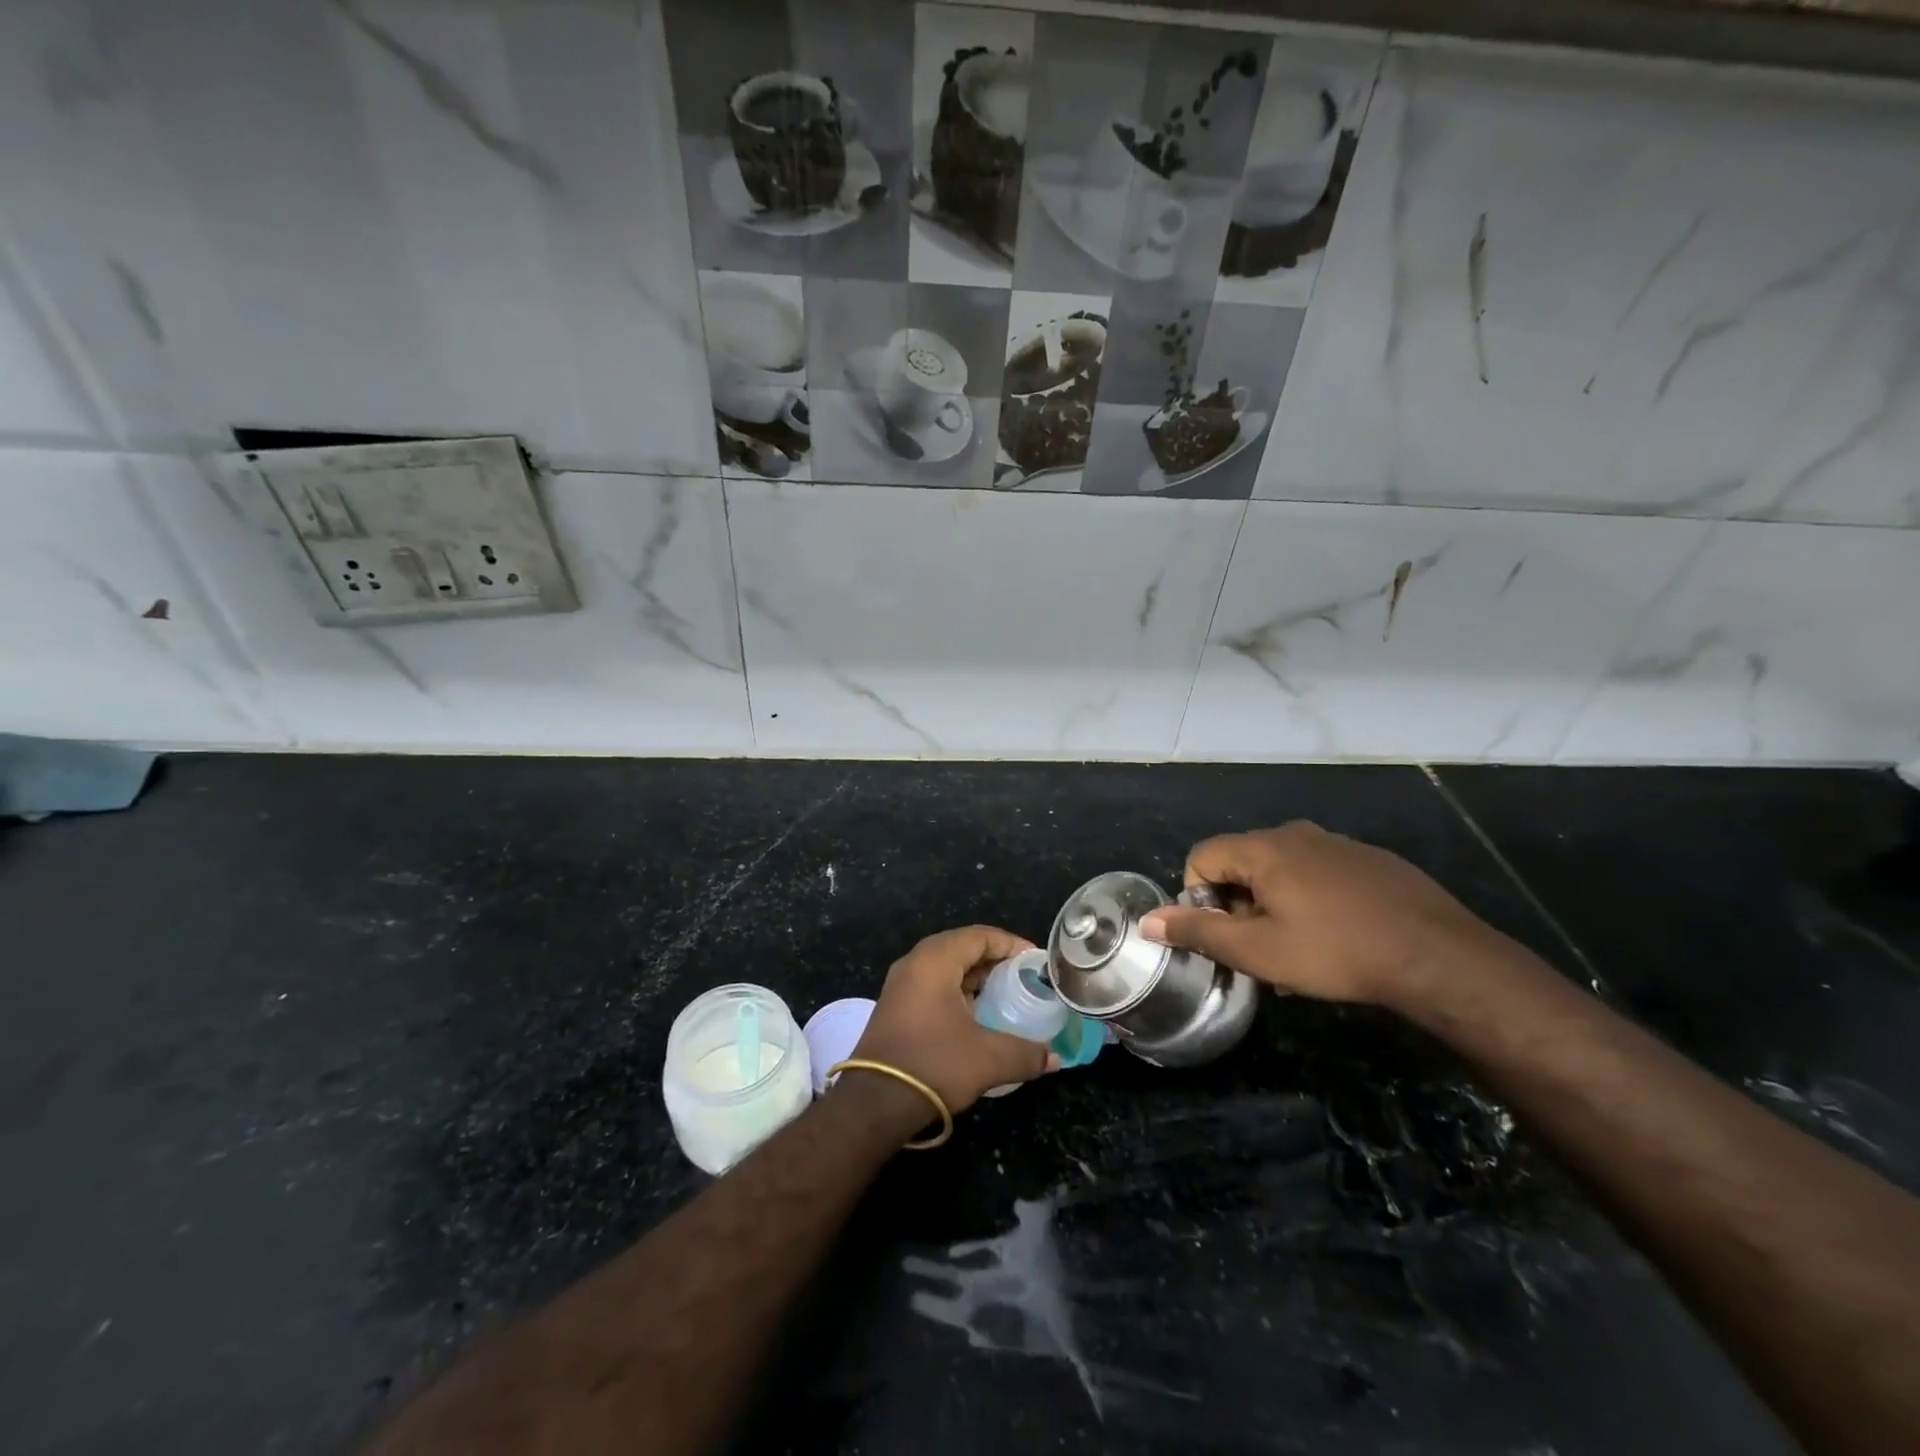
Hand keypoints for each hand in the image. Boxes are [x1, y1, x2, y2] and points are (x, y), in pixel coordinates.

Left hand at [850, 925, 1055, 1114]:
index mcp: (935, 959)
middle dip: (996, 961)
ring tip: (1007, 997)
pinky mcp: (896, 1007)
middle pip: (963, 948)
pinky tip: (978, 1017)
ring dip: (977, 979)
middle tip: (1025, 979)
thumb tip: (1054, 1058)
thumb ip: (1026, 1053)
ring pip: (947, 968)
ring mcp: (901, 985)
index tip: (1036, 963)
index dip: (1012, 945)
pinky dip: (959, 993)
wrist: (875, 1102)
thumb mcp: (989, 1058)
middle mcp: (915, 963)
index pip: (980, 935)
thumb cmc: (934, 1064)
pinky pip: (934, 986)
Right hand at [1139, 822, 1515, 1010]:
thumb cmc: (1337, 952)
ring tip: (1298, 950)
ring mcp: (1337, 843)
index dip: (1198, 898)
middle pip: (1241, 862)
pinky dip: (1310, 899)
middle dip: (1238, 905)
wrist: (1440, 957)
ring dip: (1273, 906)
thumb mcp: (1258, 951)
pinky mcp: (1370, 859)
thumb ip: (1198, 932)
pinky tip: (1337, 936)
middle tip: (1260, 950)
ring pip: (1281, 870)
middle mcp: (1296, 833)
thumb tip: (1148, 922)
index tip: (1224, 936)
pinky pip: (1318, 872)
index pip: (1201, 857)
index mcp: (1263, 849)